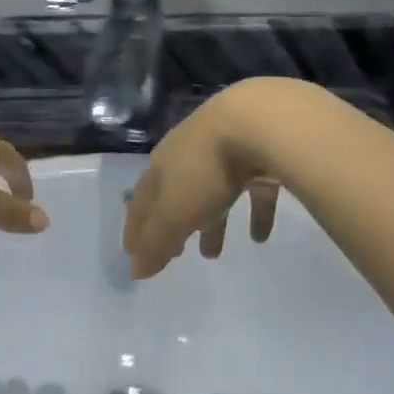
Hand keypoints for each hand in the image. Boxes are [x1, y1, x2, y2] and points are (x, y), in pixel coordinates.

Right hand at [122, 83, 280, 277]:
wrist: (256, 122)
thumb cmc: (205, 169)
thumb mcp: (175, 212)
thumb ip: (156, 242)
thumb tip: (134, 270)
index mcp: (161, 165)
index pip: (141, 200)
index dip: (136, 227)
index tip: (132, 252)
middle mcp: (187, 155)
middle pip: (176, 194)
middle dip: (172, 223)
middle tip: (174, 253)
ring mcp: (224, 151)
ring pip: (212, 192)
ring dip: (211, 223)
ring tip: (212, 254)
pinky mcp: (258, 154)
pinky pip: (253, 190)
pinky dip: (253, 213)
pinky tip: (260, 237)